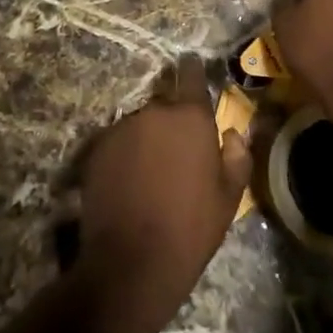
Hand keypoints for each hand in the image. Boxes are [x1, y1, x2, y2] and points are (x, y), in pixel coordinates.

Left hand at [71, 59, 251, 332]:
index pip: (191, 74)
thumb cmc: (191, 228)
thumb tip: (231, 134)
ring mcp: (121, 128)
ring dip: (146, 140)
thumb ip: (237, 156)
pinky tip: (127, 185)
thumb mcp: (230, 198)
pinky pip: (116, 143)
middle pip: (164, 106)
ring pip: (139, 125)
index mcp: (190, 117)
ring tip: (149, 177)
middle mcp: (153, 111)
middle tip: (177, 157)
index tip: (192, 69)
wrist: (132, 263)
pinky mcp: (96, 149)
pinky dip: (123, 156)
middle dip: (171, 123)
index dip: (193, 71)